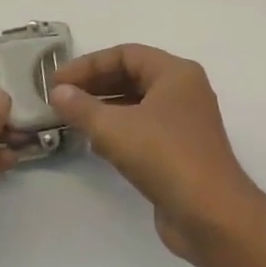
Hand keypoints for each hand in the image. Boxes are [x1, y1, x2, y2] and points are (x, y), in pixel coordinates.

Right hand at [48, 45, 255, 259]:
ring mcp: (184, 122)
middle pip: (133, 76)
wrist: (209, 212)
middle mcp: (184, 91)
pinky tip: (94, 142)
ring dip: (105, 108)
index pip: (127, 54)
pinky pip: (144, 129)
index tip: (56, 81)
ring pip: (138, 104)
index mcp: (176, 73)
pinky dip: (119, 130)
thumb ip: (82, 107)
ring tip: (69, 119)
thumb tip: (58, 92)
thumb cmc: (164, 156)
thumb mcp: (115, 129)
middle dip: (95, 85)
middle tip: (59, 99)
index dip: (89, 65)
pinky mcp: (180, 150)